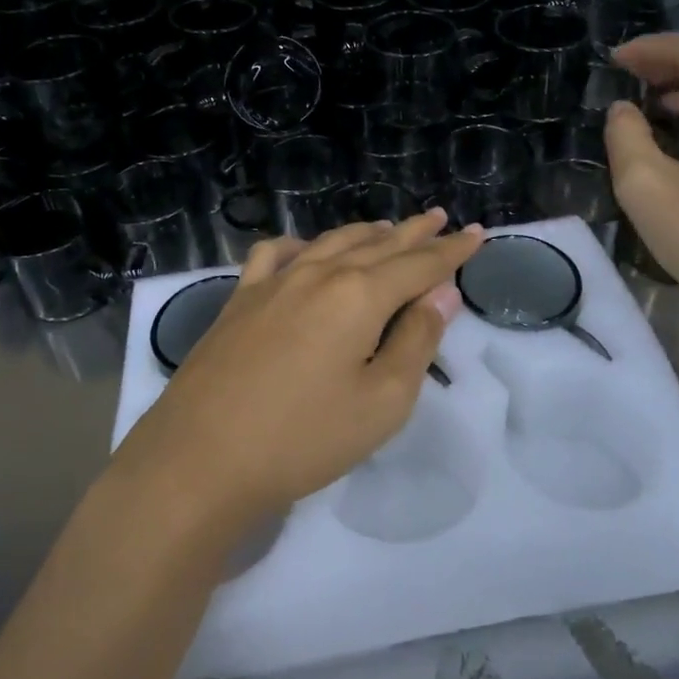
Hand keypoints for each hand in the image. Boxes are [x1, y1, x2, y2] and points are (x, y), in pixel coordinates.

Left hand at [115, 211, 484, 529]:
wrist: (200, 459)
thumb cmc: (303, 438)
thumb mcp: (382, 402)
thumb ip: (417, 341)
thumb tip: (442, 294)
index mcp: (359, 295)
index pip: (419, 265)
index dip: (452, 251)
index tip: (477, 233)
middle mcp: (319, 274)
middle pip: (378, 245)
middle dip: (414, 233)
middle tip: (440, 218)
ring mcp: (274, 282)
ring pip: (330, 243)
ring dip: (366, 233)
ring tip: (388, 228)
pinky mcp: (240, 299)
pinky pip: (276, 255)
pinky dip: (301, 245)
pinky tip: (306, 250)